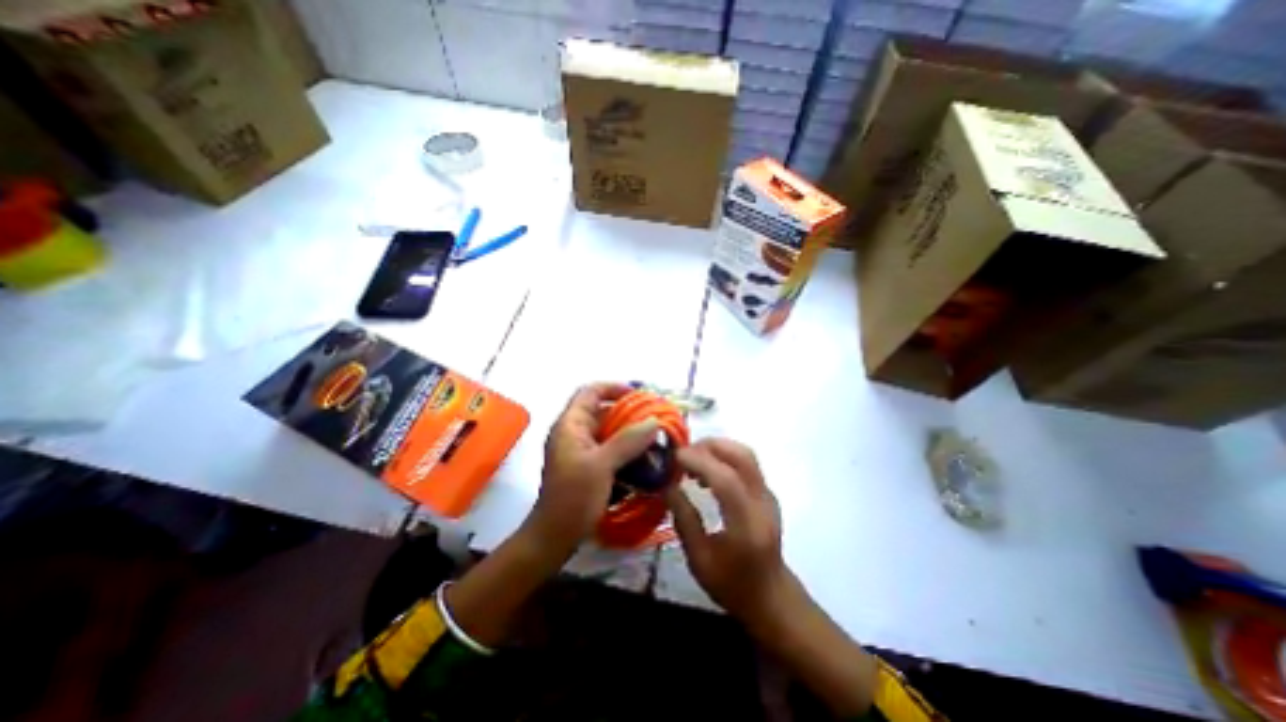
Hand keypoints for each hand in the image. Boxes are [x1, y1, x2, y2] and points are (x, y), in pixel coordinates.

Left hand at [526, 383, 661, 558]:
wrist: (554, 538)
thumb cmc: (573, 498)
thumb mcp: (601, 466)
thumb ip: (627, 441)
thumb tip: (654, 421)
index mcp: (571, 425)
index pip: (590, 391)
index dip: (614, 387)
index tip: (640, 395)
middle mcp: (575, 432)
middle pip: (604, 411)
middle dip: (630, 413)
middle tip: (656, 420)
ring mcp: (581, 450)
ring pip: (610, 432)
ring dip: (631, 434)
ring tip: (656, 440)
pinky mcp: (589, 466)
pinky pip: (611, 449)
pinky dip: (627, 450)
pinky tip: (645, 460)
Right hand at [663, 437, 794, 629]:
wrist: (771, 597)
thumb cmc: (732, 585)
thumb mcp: (699, 561)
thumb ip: (684, 520)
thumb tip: (667, 485)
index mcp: (748, 525)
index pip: (727, 480)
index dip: (699, 462)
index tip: (674, 457)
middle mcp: (763, 502)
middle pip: (741, 456)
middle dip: (709, 446)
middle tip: (682, 454)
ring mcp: (768, 495)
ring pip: (745, 454)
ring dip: (716, 449)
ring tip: (690, 462)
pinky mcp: (766, 492)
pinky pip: (745, 463)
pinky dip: (723, 457)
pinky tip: (705, 473)